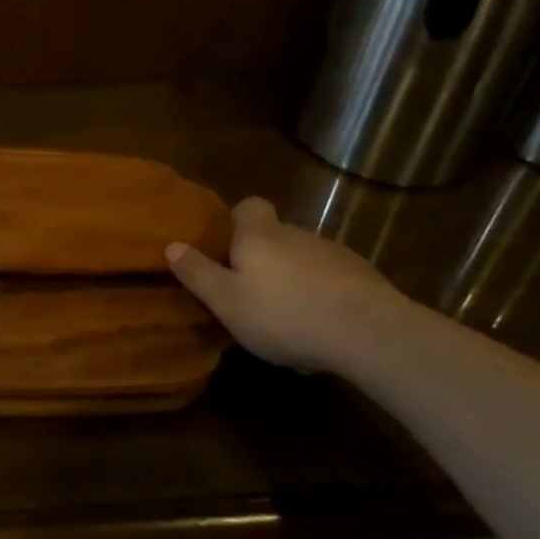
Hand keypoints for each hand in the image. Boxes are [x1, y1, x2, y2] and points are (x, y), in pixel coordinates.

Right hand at [166, 197, 407, 372]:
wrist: (368, 332)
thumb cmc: (283, 313)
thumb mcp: (226, 300)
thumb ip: (198, 273)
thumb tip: (171, 245)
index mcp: (260, 235)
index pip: (249, 205)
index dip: (238, 220)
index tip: (228, 247)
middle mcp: (297, 234)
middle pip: (276, 235)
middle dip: (264, 258)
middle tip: (251, 294)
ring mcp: (334, 254)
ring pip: (304, 261)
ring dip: (294, 281)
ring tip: (287, 321)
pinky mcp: (363, 279)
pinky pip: (332, 283)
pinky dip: (323, 299)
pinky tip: (321, 331)